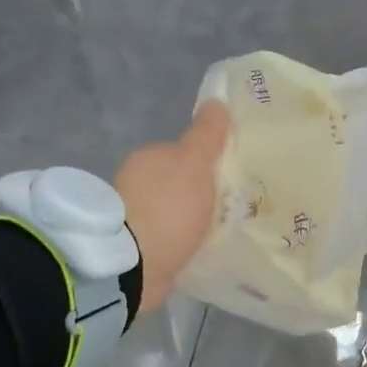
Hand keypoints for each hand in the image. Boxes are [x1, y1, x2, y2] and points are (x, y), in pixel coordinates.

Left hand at [115, 102, 230, 314]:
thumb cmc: (168, 207)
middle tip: (233, 206)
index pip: (183, 153)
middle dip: (200, 193)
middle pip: (179, 183)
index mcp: (149, 158)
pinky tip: (200, 250)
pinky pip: (168, 238)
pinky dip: (182, 241)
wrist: (133, 265)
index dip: (207, 162)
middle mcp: (136, 183)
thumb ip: (207, 134)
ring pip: (173, 212)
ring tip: (222, 231)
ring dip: (191, 219)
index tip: (231, 176)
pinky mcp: (136, 250)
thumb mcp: (196, 163)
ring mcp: (133, 218)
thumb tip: (217, 101)